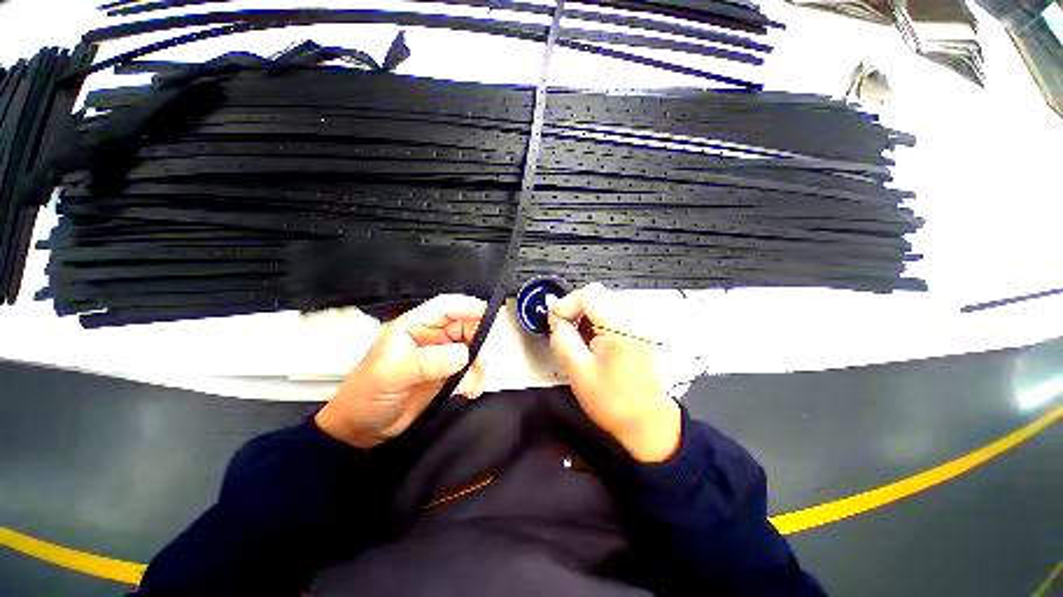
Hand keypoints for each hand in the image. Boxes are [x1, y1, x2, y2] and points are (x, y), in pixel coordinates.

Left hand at [316, 294, 487, 448]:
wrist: (361, 430)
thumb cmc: (367, 395)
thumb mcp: (392, 374)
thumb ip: (428, 362)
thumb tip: (464, 354)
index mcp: (414, 327)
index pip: (445, 307)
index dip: (467, 306)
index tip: (489, 314)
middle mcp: (431, 337)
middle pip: (465, 327)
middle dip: (478, 341)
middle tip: (481, 362)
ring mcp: (441, 356)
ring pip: (472, 349)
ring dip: (479, 364)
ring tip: (474, 384)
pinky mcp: (447, 375)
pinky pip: (471, 370)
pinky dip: (476, 379)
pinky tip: (471, 392)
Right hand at [548, 283, 680, 462]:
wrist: (647, 422)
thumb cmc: (612, 401)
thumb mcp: (578, 371)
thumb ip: (562, 338)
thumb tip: (555, 316)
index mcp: (620, 328)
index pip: (588, 295)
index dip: (566, 303)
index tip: (554, 320)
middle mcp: (634, 319)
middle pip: (598, 294)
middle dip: (575, 307)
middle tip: (563, 328)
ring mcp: (641, 324)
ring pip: (605, 301)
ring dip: (586, 313)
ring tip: (578, 335)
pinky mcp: (641, 331)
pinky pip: (614, 312)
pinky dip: (598, 319)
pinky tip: (593, 338)